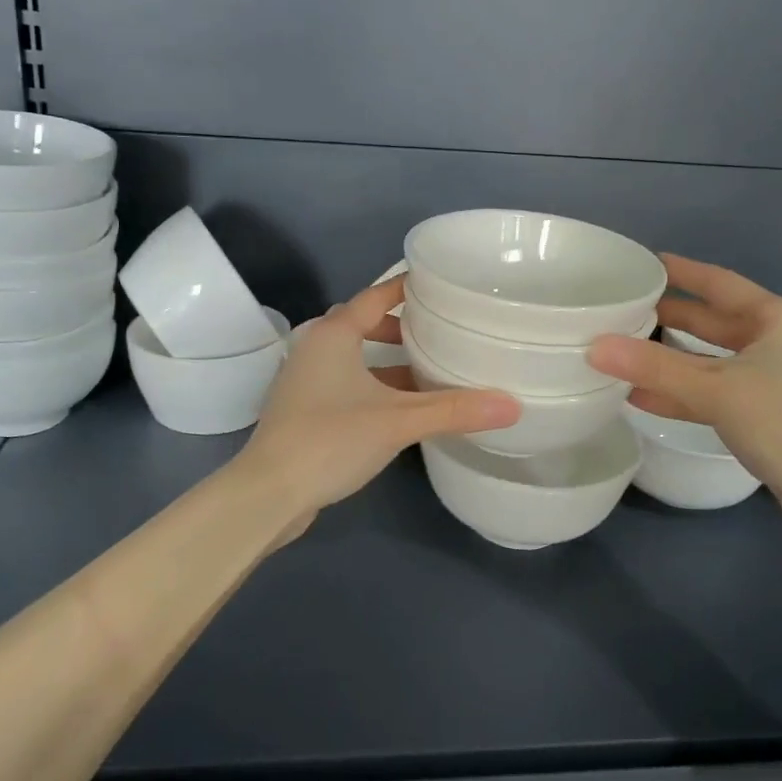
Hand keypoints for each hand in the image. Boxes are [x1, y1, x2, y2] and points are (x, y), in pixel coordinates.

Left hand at [239, 275, 518, 532]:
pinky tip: (403, 408)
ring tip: (431, 371)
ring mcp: (307, 381)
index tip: (443, 287)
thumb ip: (453, 410)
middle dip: (402, 327)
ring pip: (355, 358)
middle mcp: (316, 348)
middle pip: (364, 324)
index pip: (376, 296)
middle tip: (441, 333)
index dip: (408, 288)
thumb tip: (513, 405)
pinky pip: (348, 384)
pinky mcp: (306, 410)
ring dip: (389, 362)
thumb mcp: (397, 421)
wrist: (268, 493)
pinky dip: (376, 387)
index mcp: (333, 335)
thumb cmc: (329, 440)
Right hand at [586, 254, 781, 535]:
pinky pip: (712, 390)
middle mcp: (775, 340)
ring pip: (708, 359)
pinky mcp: (762, 411)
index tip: (641, 263)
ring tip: (620, 350)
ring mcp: (771, 377)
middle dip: (667, 317)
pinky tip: (639, 395)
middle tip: (620, 310)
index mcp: (776, 318)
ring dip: (668, 359)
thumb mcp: (716, 390)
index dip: (679, 271)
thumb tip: (595, 346)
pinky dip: (680, 392)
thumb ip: (654, 368)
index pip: (717, 283)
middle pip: (711, 321)